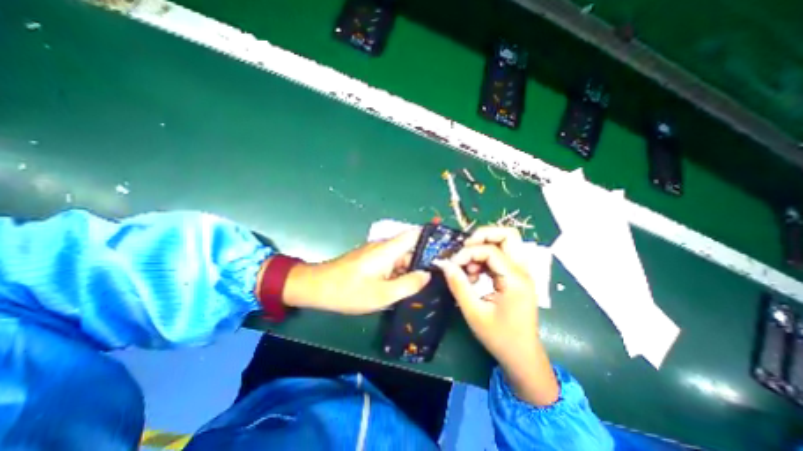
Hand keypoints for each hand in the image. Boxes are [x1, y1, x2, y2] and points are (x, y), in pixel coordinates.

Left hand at [279, 229, 429, 313]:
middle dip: (425, 258)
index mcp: (388, 249)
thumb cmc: (349, 291)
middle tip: (441, 273)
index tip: (447, 246)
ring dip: (413, 267)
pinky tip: (405, 285)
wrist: (317, 288)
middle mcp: (384, 246)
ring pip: (402, 256)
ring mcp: (377, 252)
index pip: (415, 233)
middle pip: (411, 246)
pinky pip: (392, 262)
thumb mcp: (382, 294)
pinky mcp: (371, 259)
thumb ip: (408, 284)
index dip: (432, 235)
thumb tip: (427, 274)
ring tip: (427, 281)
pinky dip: (401, 271)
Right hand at [432, 227, 559, 406]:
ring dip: (483, 247)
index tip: (452, 265)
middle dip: (482, 236)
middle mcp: (522, 270)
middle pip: (508, 235)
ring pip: (505, 242)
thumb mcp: (474, 313)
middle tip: (465, 249)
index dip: (467, 253)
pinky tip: (475, 275)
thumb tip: (445, 264)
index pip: (490, 250)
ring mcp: (521, 272)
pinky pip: (500, 255)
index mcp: (515, 279)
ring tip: (469, 268)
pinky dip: (485, 258)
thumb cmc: (500, 338)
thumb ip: (459, 285)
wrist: (523, 356)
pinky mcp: (515, 276)